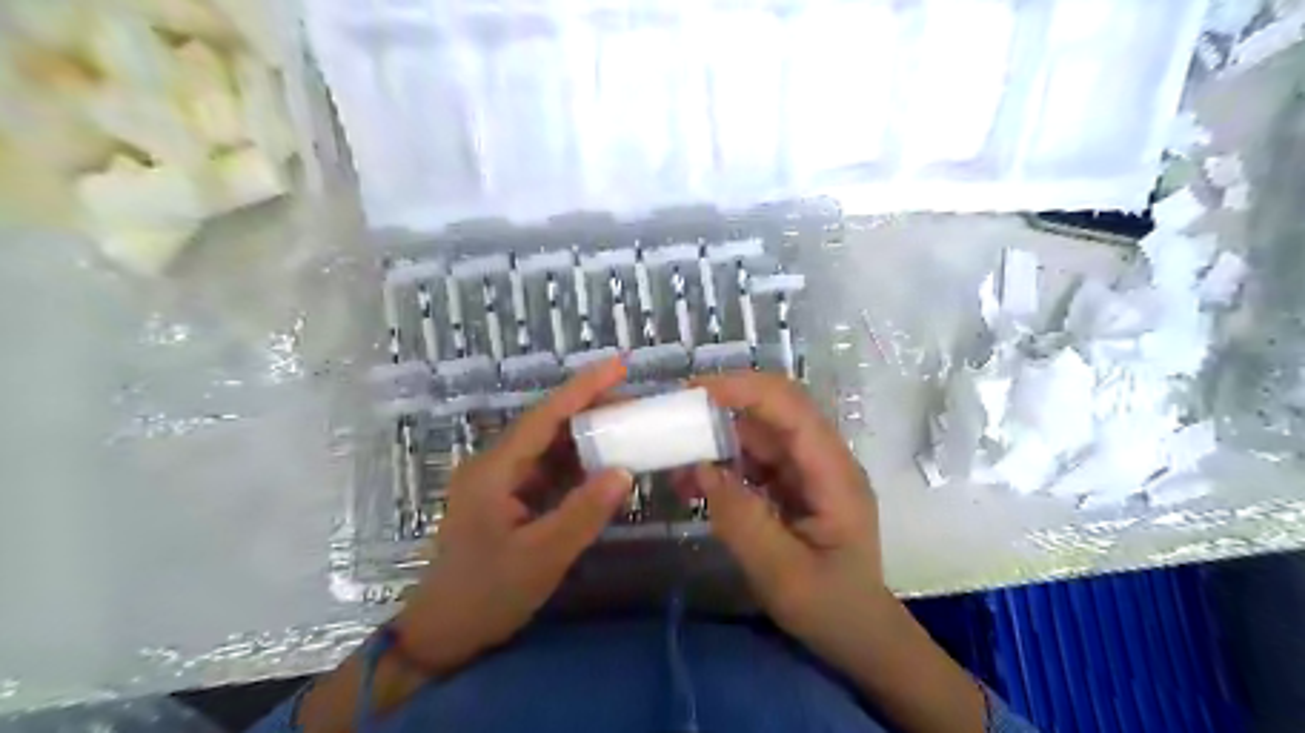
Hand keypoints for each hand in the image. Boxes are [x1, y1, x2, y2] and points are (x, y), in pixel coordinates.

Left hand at [396, 358, 635, 676]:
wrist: (443, 633)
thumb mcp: (540, 557)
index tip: (618, 365)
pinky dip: (578, 467)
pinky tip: (604, 467)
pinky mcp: (509, 499)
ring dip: (587, 438)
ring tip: (628, 429)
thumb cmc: (486, 594)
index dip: (582, 388)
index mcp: (495, 470)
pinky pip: (548, 472)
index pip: (544, 416)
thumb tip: (624, 472)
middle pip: (548, 426)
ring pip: (549, 448)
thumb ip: (583, 513)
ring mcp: (501, 482)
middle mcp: (496, 465)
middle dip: (591, 410)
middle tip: (636, 404)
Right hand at [683, 375, 887, 665]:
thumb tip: (702, 469)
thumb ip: (742, 520)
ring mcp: (807, 470)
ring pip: (758, 433)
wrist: (859, 635)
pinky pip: (752, 460)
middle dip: (723, 406)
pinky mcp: (792, 484)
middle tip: (674, 417)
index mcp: (833, 472)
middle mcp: (822, 459)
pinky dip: (721, 465)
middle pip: (773, 411)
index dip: (744, 390)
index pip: (791, 407)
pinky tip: (693, 483)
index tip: (693, 393)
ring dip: (716, 439)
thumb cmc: (831, 607)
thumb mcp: (783, 574)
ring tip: (675, 462)